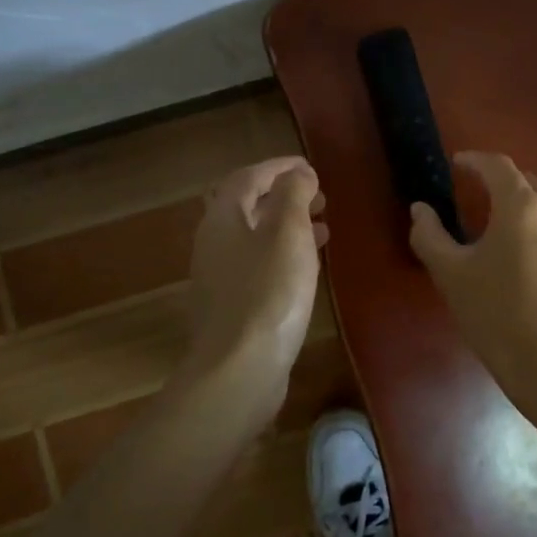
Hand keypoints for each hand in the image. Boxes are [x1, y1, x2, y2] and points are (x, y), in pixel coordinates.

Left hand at [186, 157, 326, 402]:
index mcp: (222, 219)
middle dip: (282, 196)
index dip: (278, 167)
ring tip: (322, 227)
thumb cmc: (269, 291)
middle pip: (246, 206)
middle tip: (319, 197)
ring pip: (254, 237)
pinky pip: (259, 264)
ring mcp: (220, 278)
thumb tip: (298, 173)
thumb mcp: (288, 232)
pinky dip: (283, 254)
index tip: (310, 167)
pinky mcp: (232, 306)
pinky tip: (307, 267)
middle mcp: (214, 243)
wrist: (239, 369)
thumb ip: (293, 195)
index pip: (247, 177)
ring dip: (286, 225)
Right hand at [408, 151, 536, 386]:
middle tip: (482, 203)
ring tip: (513, 241)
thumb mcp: (450, 274)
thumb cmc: (495, 315)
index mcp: (522, 206)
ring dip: (531, 215)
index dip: (475, 160)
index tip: (459, 164)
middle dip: (503, 187)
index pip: (497, 165)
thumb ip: (429, 233)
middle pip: (528, 184)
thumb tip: (420, 208)